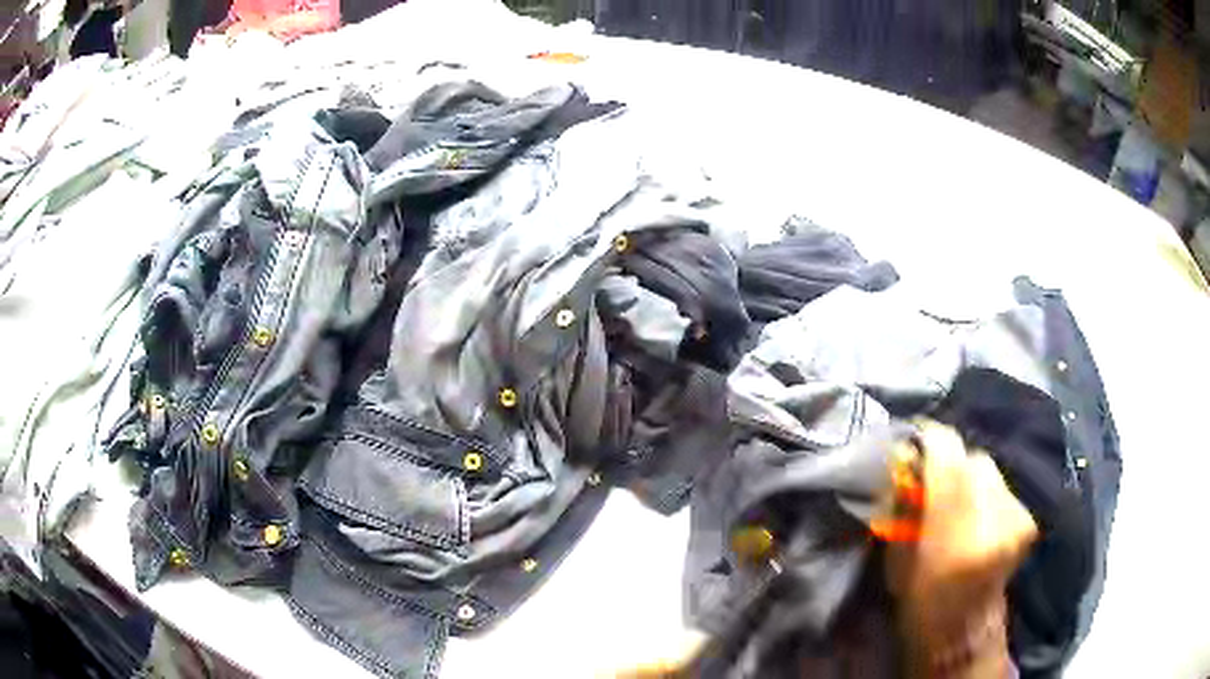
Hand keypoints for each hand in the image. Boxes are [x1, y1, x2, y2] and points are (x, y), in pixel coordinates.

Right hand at [885, 420, 1037, 676]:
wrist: (965, 634)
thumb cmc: (921, 607)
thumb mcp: (897, 560)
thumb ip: (904, 507)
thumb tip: (905, 460)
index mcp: (955, 523)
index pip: (946, 448)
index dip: (928, 438)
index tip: (913, 441)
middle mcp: (994, 509)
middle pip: (973, 457)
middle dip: (951, 464)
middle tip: (934, 483)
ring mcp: (1017, 512)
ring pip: (990, 470)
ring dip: (970, 479)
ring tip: (957, 504)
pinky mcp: (1027, 518)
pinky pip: (1002, 487)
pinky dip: (986, 494)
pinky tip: (978, 517)